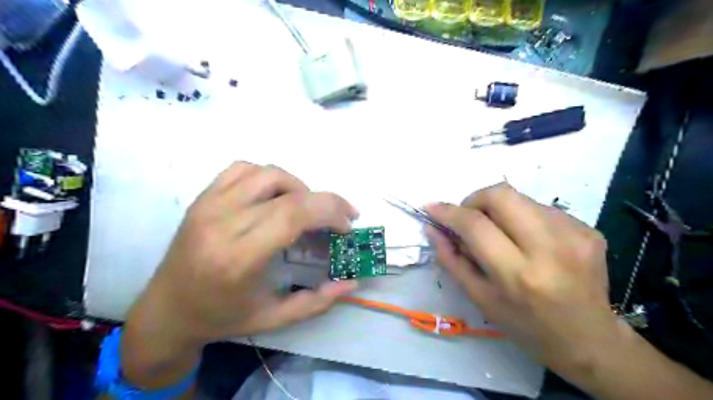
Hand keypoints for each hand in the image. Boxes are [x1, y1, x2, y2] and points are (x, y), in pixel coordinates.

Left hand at [121, 161, 362, 386]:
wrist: (165, 311)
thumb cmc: (222, 318)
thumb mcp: (274, 319)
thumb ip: (317, 302)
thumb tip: (352, 283)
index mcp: (240, 258)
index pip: (294, 214)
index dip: (330, 212)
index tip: (347, 226)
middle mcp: (223, 223)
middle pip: (289, 192)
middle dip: (326, 201)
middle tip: (339, 218)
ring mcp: (209, 205)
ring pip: (268, 173)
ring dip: (298, 188)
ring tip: (305, 210)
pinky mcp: (202, 198)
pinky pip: (243, 169)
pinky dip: (268, 177)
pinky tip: (274, 197)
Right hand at [425, 182, 622, 373]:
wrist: (590, 340)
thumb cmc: (526, 325)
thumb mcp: (480, 299)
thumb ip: (451, 260)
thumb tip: (433, 228)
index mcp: (518, 275)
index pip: (476, 225)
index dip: (448, 212)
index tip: (432, 207)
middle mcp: (550, 248)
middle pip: (501, 195)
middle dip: (475, 199)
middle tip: (469, 218)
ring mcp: (575, 235)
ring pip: (521, 198)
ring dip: (500, 210)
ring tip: (501, 235)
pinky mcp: (589, 229)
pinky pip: (541, 208)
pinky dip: (523, 218)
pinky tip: (528, 242)